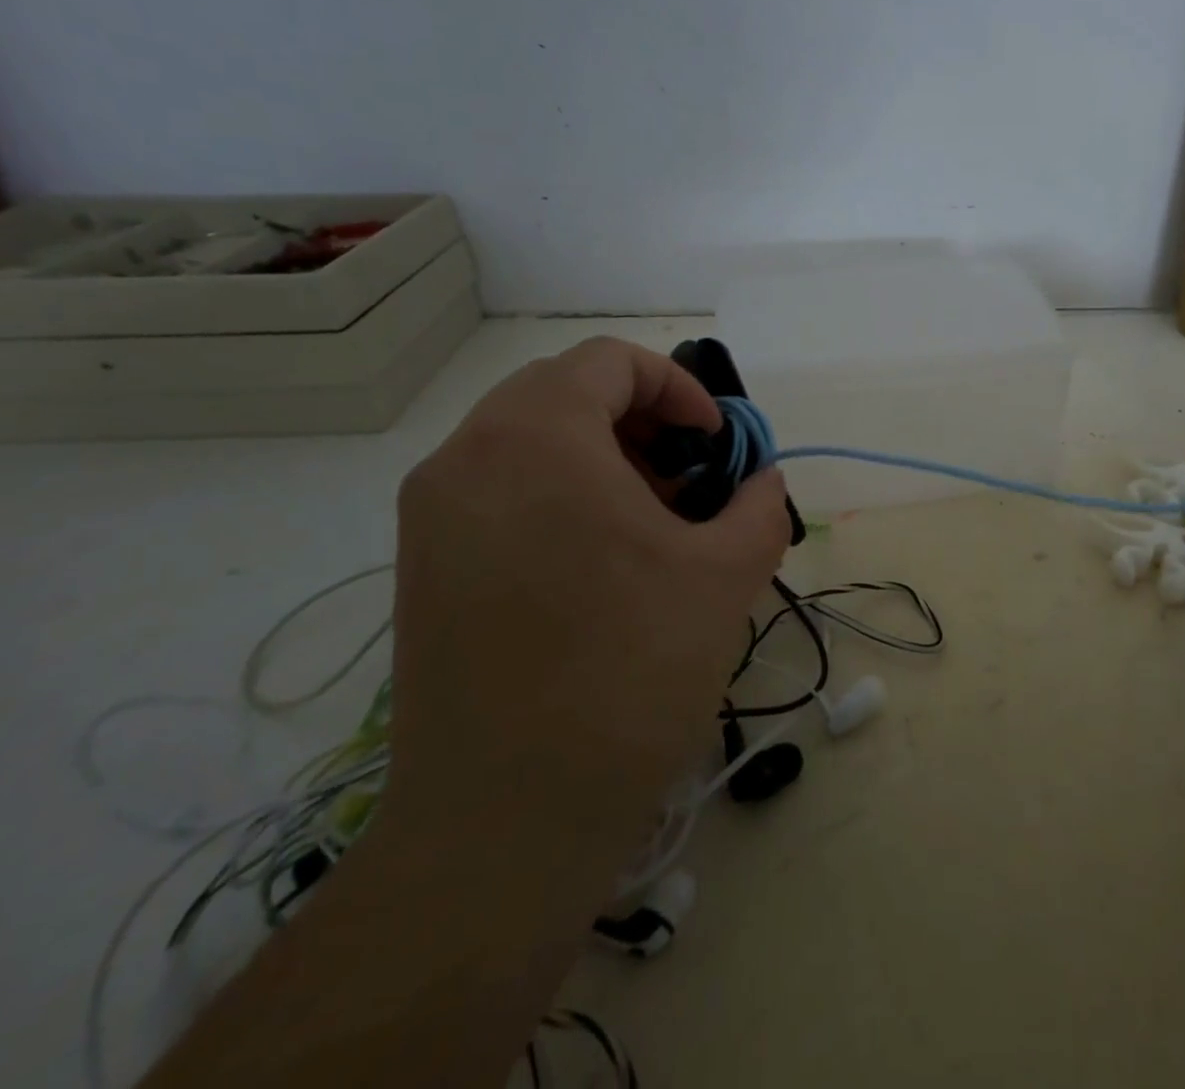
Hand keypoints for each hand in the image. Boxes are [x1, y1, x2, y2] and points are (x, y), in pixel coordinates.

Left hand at [385, 338, 789, 885]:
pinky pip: (501, 489)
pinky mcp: (423, 567)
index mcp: (536, 440)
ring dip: (602, 456)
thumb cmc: (629, 673)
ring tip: (654, 522)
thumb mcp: (727, 574)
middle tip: (688, 479)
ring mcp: (432, 516)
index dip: (678, 389)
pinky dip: (560, 492)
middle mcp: (467, 459)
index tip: (715, 445)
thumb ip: (759, 505)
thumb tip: (761, 483)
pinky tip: (603, 561)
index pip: (609, 362)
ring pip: (530, 440)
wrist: (505, 823)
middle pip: (565, 392)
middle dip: (642, 422)